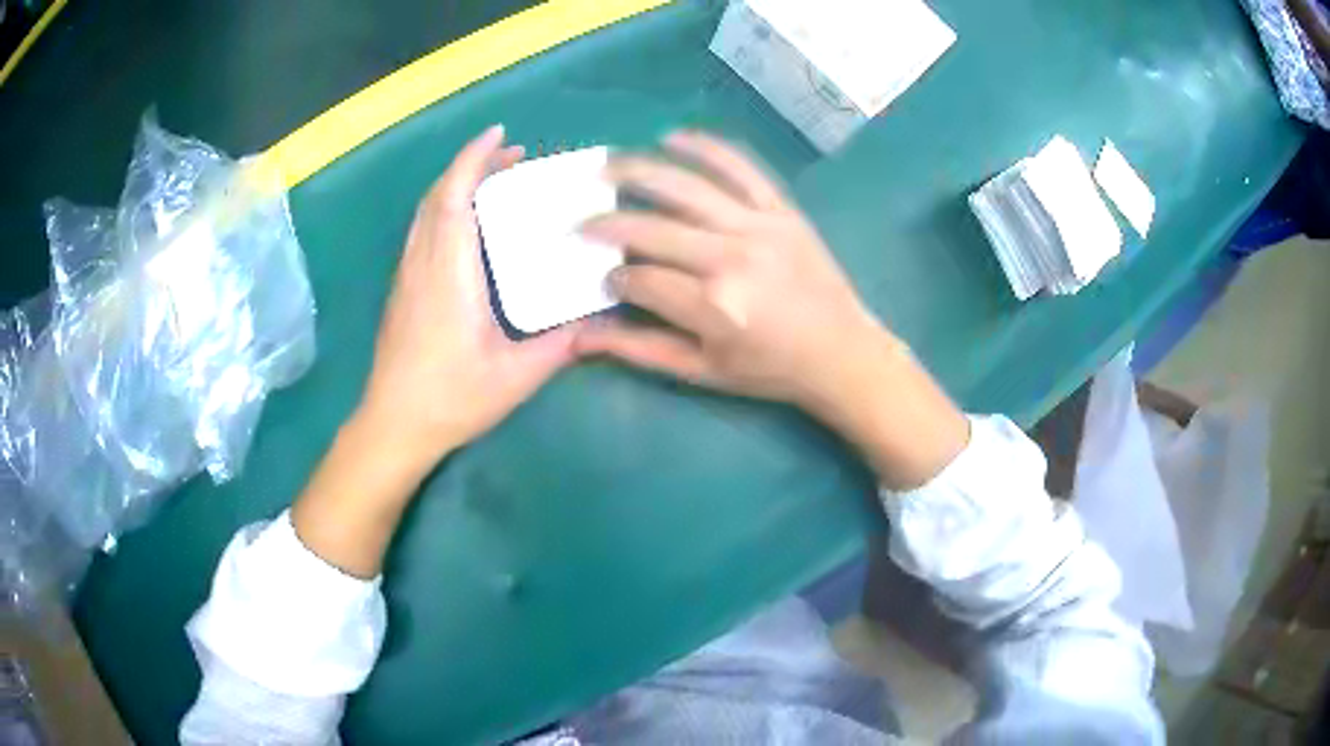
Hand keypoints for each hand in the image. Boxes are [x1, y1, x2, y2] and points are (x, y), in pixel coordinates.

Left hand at [355, 124, 581, 477]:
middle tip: (513, 156)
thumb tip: (599, 321)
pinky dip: (445, 209)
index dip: (473, 159)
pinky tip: (468, 224)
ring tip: (495, 181)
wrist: (393, 425)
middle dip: (472, 166)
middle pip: (439, 196)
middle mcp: (423, 263)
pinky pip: (422, 230)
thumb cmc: (450, 399)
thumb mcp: (515, 377)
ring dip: (457, 186)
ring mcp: (407, 276)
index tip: (501, 135)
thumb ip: (560, 345)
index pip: (454, 198)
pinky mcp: (402, 290)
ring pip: (426, 212)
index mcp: (449, 274)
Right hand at [577, 131, 884, 416]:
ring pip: (687, 189)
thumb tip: (580, 337)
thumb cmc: (770, 369)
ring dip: (639, 172)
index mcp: (712, 306)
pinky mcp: (781, 210)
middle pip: (653, 229)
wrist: (842, 352)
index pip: (641, 281)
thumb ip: (641, 350)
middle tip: (581, 222)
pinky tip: (673, 138)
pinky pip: (741, 168)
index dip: (615, 280)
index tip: (607, 281)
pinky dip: (706, 148)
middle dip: (607, 224)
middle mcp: (730, 259)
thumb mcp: (703, 371)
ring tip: (605, 166)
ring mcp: (759, 227)